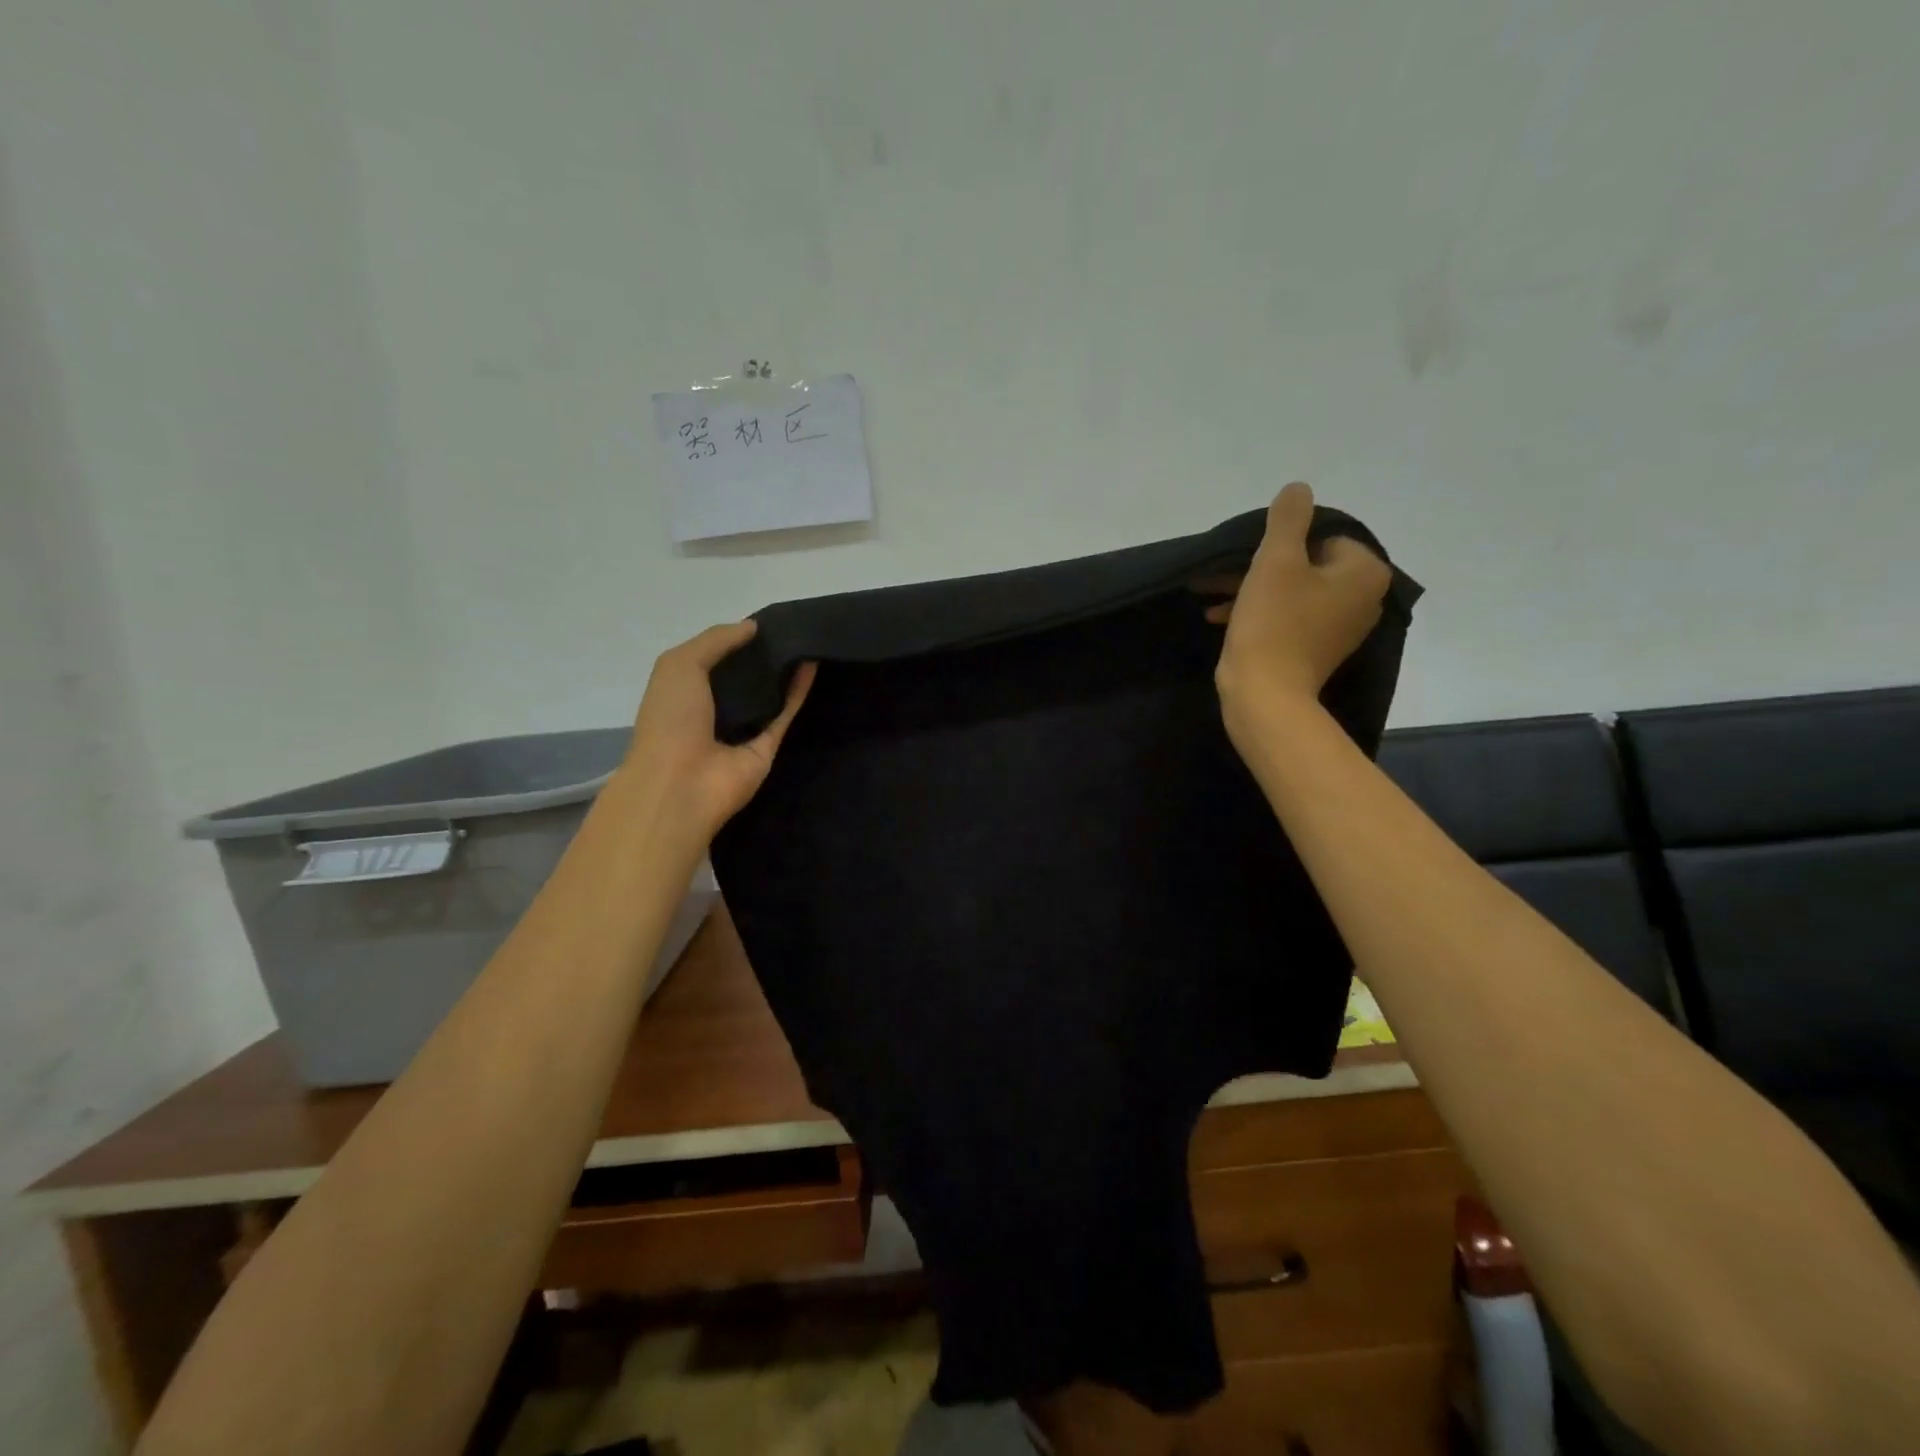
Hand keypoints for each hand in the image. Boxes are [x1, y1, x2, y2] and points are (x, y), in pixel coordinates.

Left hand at [613, 621, 814, 851]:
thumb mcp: (679, 665)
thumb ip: (715, 640)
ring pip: (767, 696)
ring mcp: (741, 731)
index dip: (733, 640)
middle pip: (742, 678)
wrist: (682, 783)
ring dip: (783, 672)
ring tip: (805, 640)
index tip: (760, 621)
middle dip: (761, 655)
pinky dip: (799, 691)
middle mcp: (712, 710)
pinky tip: (812, 664)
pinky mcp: (767, 748)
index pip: (711, 660)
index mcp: (683, 691)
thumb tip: (753, 626)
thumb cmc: (671, 719)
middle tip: (788, 627)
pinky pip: (785, 715)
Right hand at [1202, 482, 1392, 735]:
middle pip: (1307, 565)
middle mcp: (1364, 599)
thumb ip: (1288, 518)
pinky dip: (1259, 613)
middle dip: (1260, 567)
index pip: (1323, 537)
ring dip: (1252, 590)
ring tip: (1210, 595)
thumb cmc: (1273, 623)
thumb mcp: (1275, 560)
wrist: (1265, 695)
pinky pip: (1288, 618)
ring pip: (1293, 592)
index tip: (1250, 557)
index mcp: (1364, 573)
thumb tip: (1299, 488)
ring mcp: (1340, 629)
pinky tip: (1219, 617)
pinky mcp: (1316, 651)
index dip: (1282, 543)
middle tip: (1220, 575)